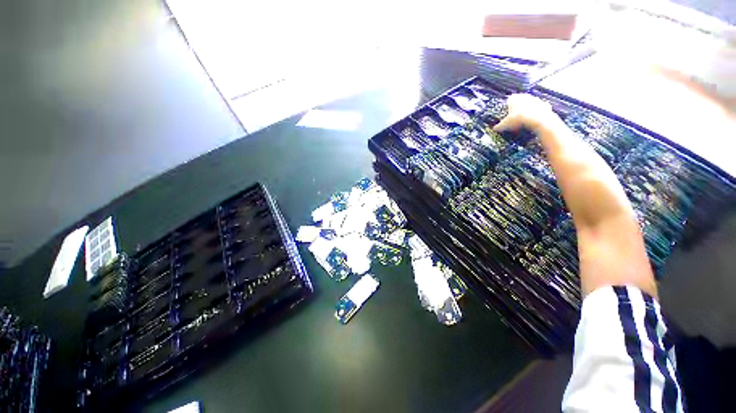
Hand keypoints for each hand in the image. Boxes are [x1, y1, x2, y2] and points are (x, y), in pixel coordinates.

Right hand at [493, 94, 560, 133]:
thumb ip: (498, 126)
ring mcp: (536, 99)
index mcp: (514, 98)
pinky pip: (540, 109)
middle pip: (520, 101)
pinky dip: (538, 113)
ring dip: (528, 109)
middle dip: (518, 107)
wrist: (537, 120)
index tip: (506, 112)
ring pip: (530, 104)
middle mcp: (525, 96)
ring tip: (524, 119)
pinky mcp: (545, 105)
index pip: (508, 100)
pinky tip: (535, 120)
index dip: (507, 106)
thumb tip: (494, 129)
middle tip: (515, 116)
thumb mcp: (504, 125)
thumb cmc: (518, 119)